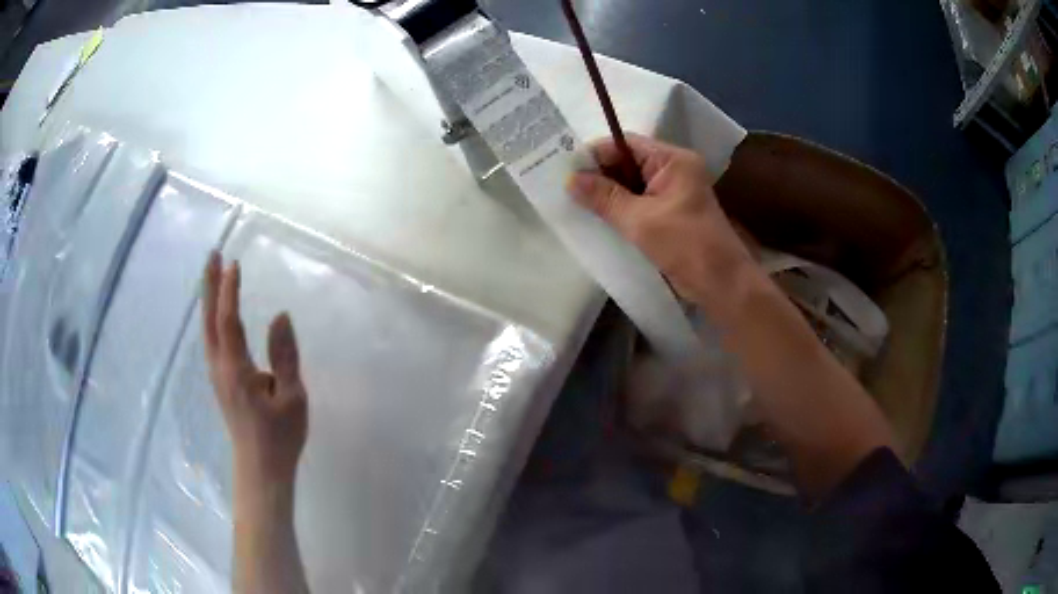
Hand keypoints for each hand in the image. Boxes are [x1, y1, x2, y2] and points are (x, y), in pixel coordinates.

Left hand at [203, 252, 307, 487]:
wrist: (261, 468)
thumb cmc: (280, 436)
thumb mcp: (293, 397)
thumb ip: (285, 355)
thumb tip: (279, 315)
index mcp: (237, 371)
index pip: (229, 321)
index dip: (230, 291)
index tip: (235, 263)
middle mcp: (220, 368)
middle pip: (209, 320)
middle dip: (210, 285)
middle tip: (213, 254)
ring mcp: (217, 375)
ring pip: (207, 329)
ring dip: (209, 299)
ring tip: (213, 273)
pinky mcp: (220, 381)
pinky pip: (211, 340)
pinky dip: (212, 317)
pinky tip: (217, 312)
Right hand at [567, 134, 755, 318]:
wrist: (722, 285)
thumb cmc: (687, 247)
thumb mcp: (641, 221)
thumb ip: (605, 197)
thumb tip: (571, 180)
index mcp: (673, 160)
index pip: (626, 144)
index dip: (595, 154)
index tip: (566, 170)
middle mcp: (674, 169)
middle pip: (627, 162)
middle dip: (599, 174)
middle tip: (565, 188)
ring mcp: (673, 191)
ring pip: (631, 183)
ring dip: (607, 193)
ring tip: (574, 202)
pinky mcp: (670, 212)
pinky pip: (639, 201)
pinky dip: (619, 207)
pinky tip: (597, 217)